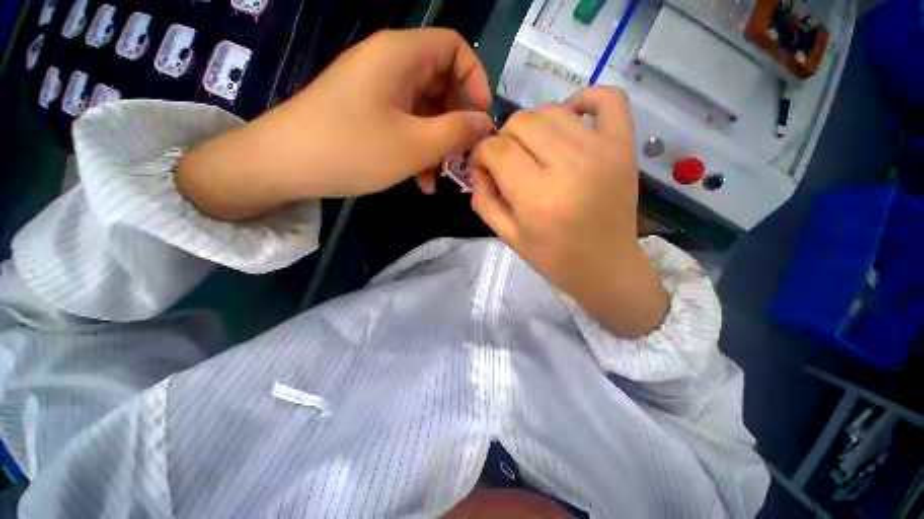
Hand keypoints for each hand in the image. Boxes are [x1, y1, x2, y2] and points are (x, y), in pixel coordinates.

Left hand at [177, 29, 492, 219]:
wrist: (284, 165)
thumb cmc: (353, 149)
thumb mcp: (416, 145)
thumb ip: (457, 132)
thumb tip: (485, 124)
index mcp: (401, 55)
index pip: (455, 48)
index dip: (476, 81)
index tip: (481, 120)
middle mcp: (389, 64)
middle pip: (441, 83)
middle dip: (456, 122)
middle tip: (462, 157)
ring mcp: (376, 90)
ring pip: (424, 111)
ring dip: (437, 145)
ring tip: (440, 178)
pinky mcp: (367, 113)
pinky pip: (404, 125)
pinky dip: (417, 150)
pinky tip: (420, 181)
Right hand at [470, 87, 667, 337]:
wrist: (606, 266)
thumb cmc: (553, 258)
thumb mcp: (507, 236)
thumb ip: (483, 200)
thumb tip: (478, 167)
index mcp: (538, 197)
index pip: (496, 150)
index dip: (480, 154)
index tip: (483, 169)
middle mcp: (569, 166)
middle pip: (521, 122)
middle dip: (503, 139)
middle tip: (508, 163)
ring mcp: (602, 151)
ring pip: (552, 110)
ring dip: (533, 126)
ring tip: (534, 150)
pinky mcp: (624, 146)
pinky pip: (608, 98)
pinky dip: (584, 100)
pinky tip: (571, 119)